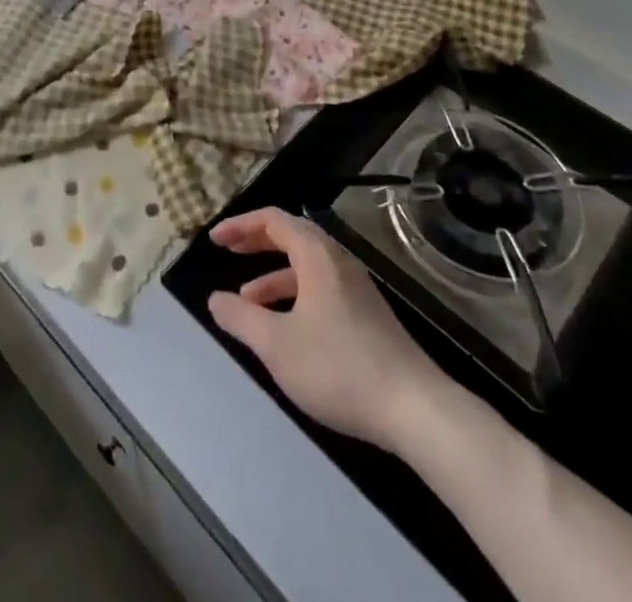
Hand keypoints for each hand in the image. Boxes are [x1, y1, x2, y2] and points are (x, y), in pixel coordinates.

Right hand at [207, 208, 450, 449]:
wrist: (416, 410)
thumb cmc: (339, 368)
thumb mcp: (277, 345)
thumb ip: (241, 319)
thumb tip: (215, 299)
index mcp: (317, 256)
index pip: (274, 220)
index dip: (241, 225)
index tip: (215, 240)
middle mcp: (339, 262)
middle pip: (292, 237)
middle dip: (257, 242)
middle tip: (229, 251)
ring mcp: (357, 290)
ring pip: (307, 267)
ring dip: (274, 275)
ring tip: (248, 300)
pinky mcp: (368, 317)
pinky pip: (322, 288)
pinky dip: (296, 296)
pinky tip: (286, 329)